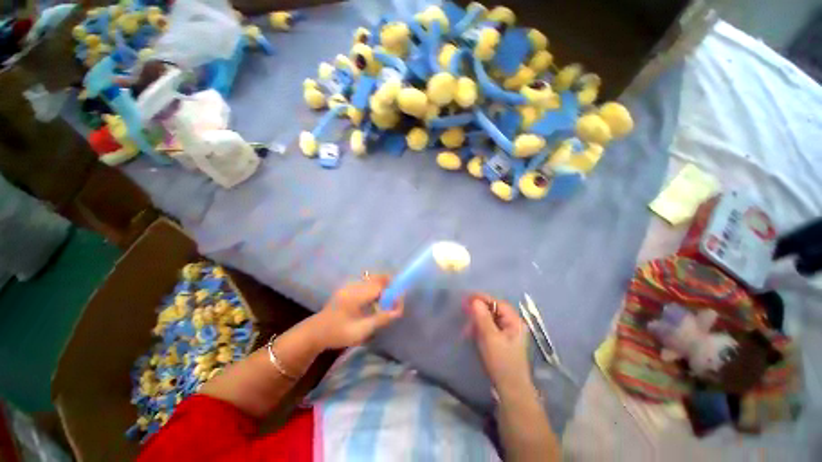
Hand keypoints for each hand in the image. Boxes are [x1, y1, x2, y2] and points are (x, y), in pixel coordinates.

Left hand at [309, 275, 403, 349]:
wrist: (316, 332)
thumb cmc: (338, 333)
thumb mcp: (361, 331)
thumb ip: (381, 319)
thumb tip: (398, 311)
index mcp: (356, 295)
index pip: (380, 286)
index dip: (392, 291)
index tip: (399, 301)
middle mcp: (353, 286)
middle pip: (377, 278)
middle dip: (389, 284)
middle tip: (395, 298)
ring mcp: (349, 285)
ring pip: (372, 278)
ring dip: (382, 285)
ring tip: (385, 300)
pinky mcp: (348, 287)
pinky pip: (366, 282)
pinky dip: (374, 287)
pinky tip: (373, 300)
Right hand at [465, 294, 532, 394]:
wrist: (510, 390)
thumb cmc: (502, 362)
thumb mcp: (490, 338)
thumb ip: (483, 318)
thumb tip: (475, 300)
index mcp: (514, 322)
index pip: (498, 303)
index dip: (483, 298)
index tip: (468, 297)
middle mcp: (512, 325)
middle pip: (494, 310)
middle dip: (479, 310)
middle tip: (465, 310)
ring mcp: (507, 334)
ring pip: (490, 319)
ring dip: (477, 320)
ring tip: (466, 326)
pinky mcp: (501, 341)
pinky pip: (489, 328)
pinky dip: (479, 328)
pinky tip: (471, 332)